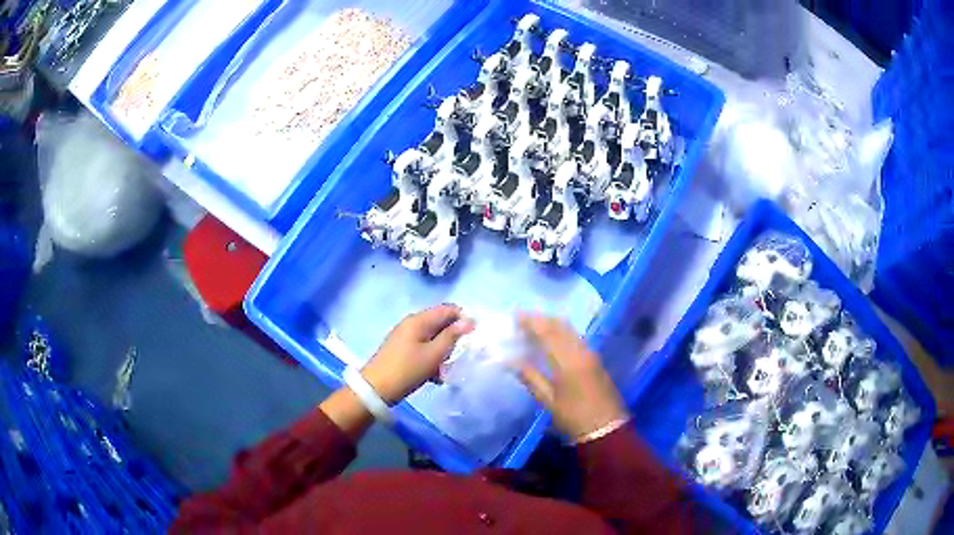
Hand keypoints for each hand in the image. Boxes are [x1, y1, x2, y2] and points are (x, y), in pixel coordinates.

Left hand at [362, 304, 473, 404]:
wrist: (376, 389)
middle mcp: (411, 323)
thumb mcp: (434, 355)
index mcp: (419, 320)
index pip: (448, 309)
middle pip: (440, 324)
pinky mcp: (401, 349)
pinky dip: (431, 359)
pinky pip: (423, 349)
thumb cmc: (407, 370)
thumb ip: (452, 336)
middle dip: (452, 339)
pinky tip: (434, 376)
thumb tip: (469, 320)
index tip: (472, 337)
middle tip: (458, 357)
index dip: (463, 319)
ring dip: (442, 353)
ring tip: (445, 371)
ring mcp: (405, 336)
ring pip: (433, 338)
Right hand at [518, 314, 627, 440]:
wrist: (606, 427)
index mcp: (567, 361)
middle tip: (523, 320)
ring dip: (552, 324)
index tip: (515, 317)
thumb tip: (510, 361)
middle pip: (560, 326)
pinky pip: (576, 337)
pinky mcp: (595, 358)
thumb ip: (530, 377)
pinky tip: (552, 338)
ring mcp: (590, 353)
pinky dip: (562, 332)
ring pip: (570, 330)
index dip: (531, 322)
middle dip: (541, 319)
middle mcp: (580, 351)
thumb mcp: (548, 400)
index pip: (547, 332)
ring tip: (534, 327)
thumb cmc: (573, 417)